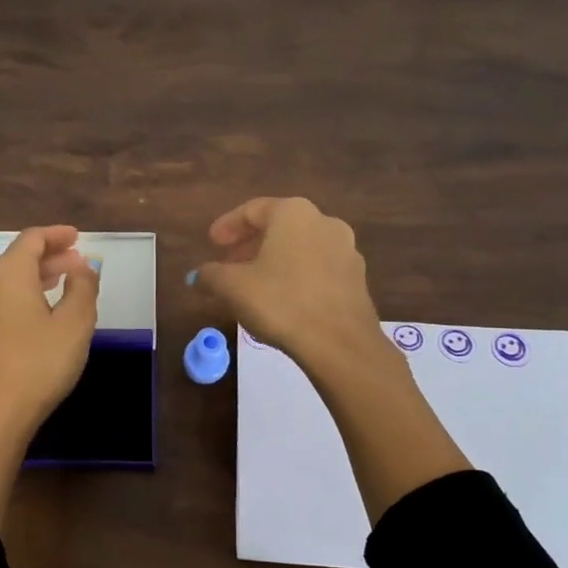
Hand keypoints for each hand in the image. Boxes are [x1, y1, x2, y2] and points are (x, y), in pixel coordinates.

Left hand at [0, 226, 97, 529]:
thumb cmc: (39, 362)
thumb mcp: (75, 324)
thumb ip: (83, 288)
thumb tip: (82, 268)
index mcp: (9, 273)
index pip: (32, 239)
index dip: (57, 235)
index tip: (78, 237)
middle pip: (18, 258)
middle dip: (50, 257)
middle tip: (77, 262)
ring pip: (9, 281)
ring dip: (37, 277)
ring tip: (63, 283)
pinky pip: (2, 300)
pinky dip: (25, 295)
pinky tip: (41, 312)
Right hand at [194, 197, 468, 517]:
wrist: (347, 358)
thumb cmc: (285, 311)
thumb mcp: (235, 291)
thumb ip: (215, 277)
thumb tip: (204, 278)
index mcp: (297, 217)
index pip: (256, 209)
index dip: (228, 224)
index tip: (212, 243)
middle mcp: (328, 229)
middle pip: (281, 230)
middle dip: (252, 246)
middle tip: (228, 264)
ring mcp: (350, 261)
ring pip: (303, 256)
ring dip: (276, 268)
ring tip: (250, 295)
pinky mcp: (362, 294)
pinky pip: (319, 279)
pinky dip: (296, 286)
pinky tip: (282, 314)